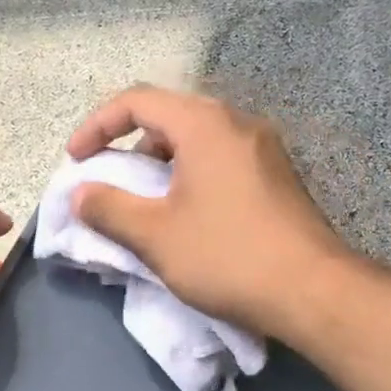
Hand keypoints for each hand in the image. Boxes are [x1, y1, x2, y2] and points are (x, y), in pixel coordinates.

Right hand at [65, 87, 348, 337]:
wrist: (313, 291)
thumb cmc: (228, 256)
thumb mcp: (156, 235)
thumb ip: (109, 208)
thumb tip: (80, 193)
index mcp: (205, 125)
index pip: (137, 100)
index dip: (97, 125)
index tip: (77, 160)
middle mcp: (238, 124)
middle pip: (170, 116)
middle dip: (131, 145)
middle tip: (112, 181)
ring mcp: (265, 150)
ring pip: (199, 141)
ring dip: (163, 164)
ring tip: (147, 204)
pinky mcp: (279, 178)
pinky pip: (223, 161)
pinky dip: (193, 176)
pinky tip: (189, 216)